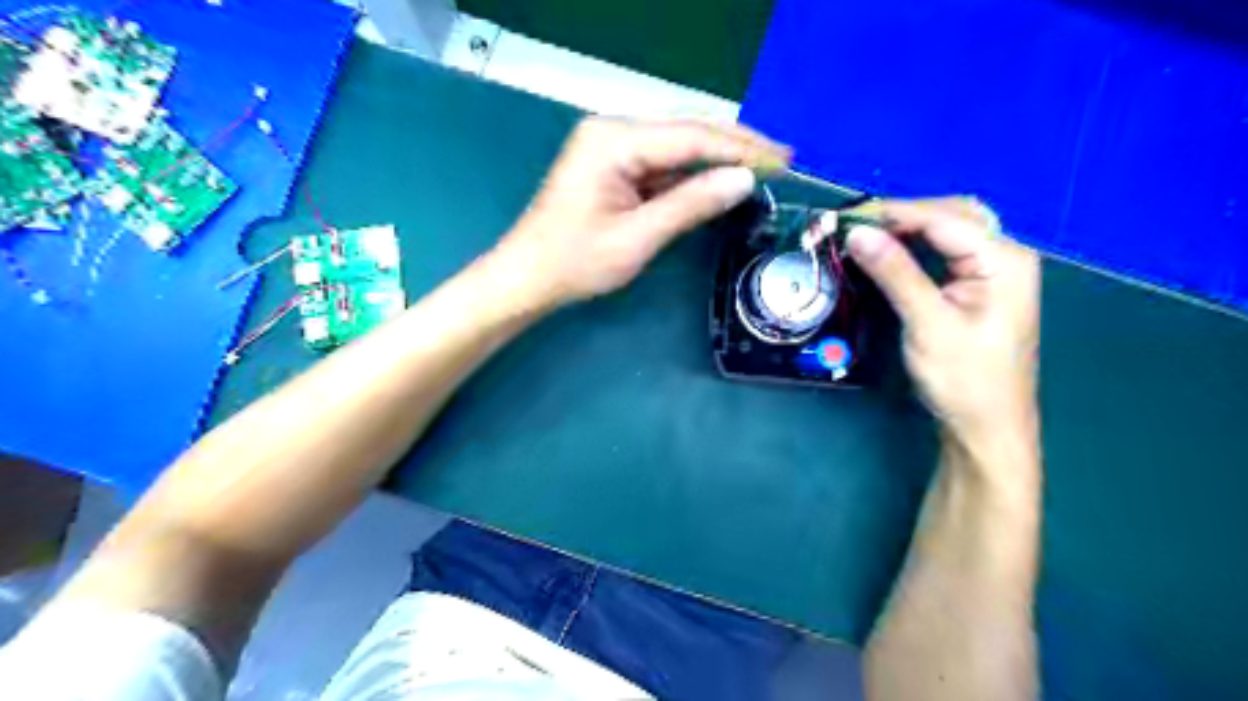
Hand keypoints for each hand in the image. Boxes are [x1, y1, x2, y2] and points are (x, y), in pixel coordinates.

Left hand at [492, 114, 781, 305]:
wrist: (528, 277)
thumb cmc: (576, 262)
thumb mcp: (638, 237)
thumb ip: (691, 204)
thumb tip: (744, 180)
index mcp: (614, 139)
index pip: (691, 136)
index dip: (740, 148)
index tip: (783, 160)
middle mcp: (613, 130)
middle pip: (686, 132)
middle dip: (735, 147)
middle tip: (782, 160)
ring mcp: (611, 146)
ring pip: (677, 146)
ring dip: (717, 159)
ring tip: (762, 168)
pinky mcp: (613, 165)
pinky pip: (661, 163)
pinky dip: (692, 174)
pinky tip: (720, 180)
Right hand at [849, 196, 1046, 436]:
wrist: (986, 426)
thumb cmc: (963, 379)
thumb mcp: (927, 323)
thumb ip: (894, 273)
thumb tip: (857, 233)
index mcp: (1004, 259)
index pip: (944, 218)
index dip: (895, 212)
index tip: (848, 217)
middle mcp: (1005, 256)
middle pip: (952, 215)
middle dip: (904, 214)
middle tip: (857, 226)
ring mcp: (994, 271)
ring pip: (949, 230)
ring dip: (910, 227)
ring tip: (869, 235)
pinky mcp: (979, 287)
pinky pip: (946, 251)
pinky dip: (917, 246)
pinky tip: (893, 251)